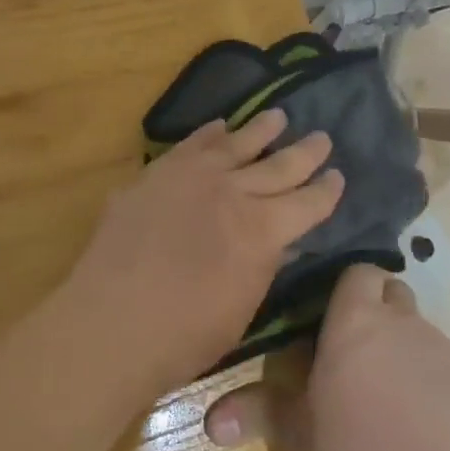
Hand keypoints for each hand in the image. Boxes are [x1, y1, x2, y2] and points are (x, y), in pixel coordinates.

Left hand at [61, 110, 343, 389]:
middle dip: (305, 153)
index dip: (325, 191)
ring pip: (235, 144)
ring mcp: (191, 178)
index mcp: (263, 230)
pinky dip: (208, 134)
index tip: (337, 176)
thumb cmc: (184, 334)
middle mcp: (233, 193)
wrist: (112, 320)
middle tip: (322, 138)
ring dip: (260, 130)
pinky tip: (219, 126)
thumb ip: (263, 265)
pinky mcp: (156, 175)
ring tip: (277, 116)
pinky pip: (190, 146)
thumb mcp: (242, 307)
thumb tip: (279, 241)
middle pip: (278, 166)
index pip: (307, 204)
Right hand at [202, 263, 449, 450]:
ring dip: (409, 354)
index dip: (350, 291)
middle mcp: (405, 322)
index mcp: (356, 321)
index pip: (360, 272)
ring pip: (425, 336)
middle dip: (381, 315)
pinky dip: (442, 389)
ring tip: (397, 403)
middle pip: (395, 296)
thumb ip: (255, 412)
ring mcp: (449, 351)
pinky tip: (433, 431)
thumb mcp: (295, 433)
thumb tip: (209, 422)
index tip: (336, 319)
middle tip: (361, 356)